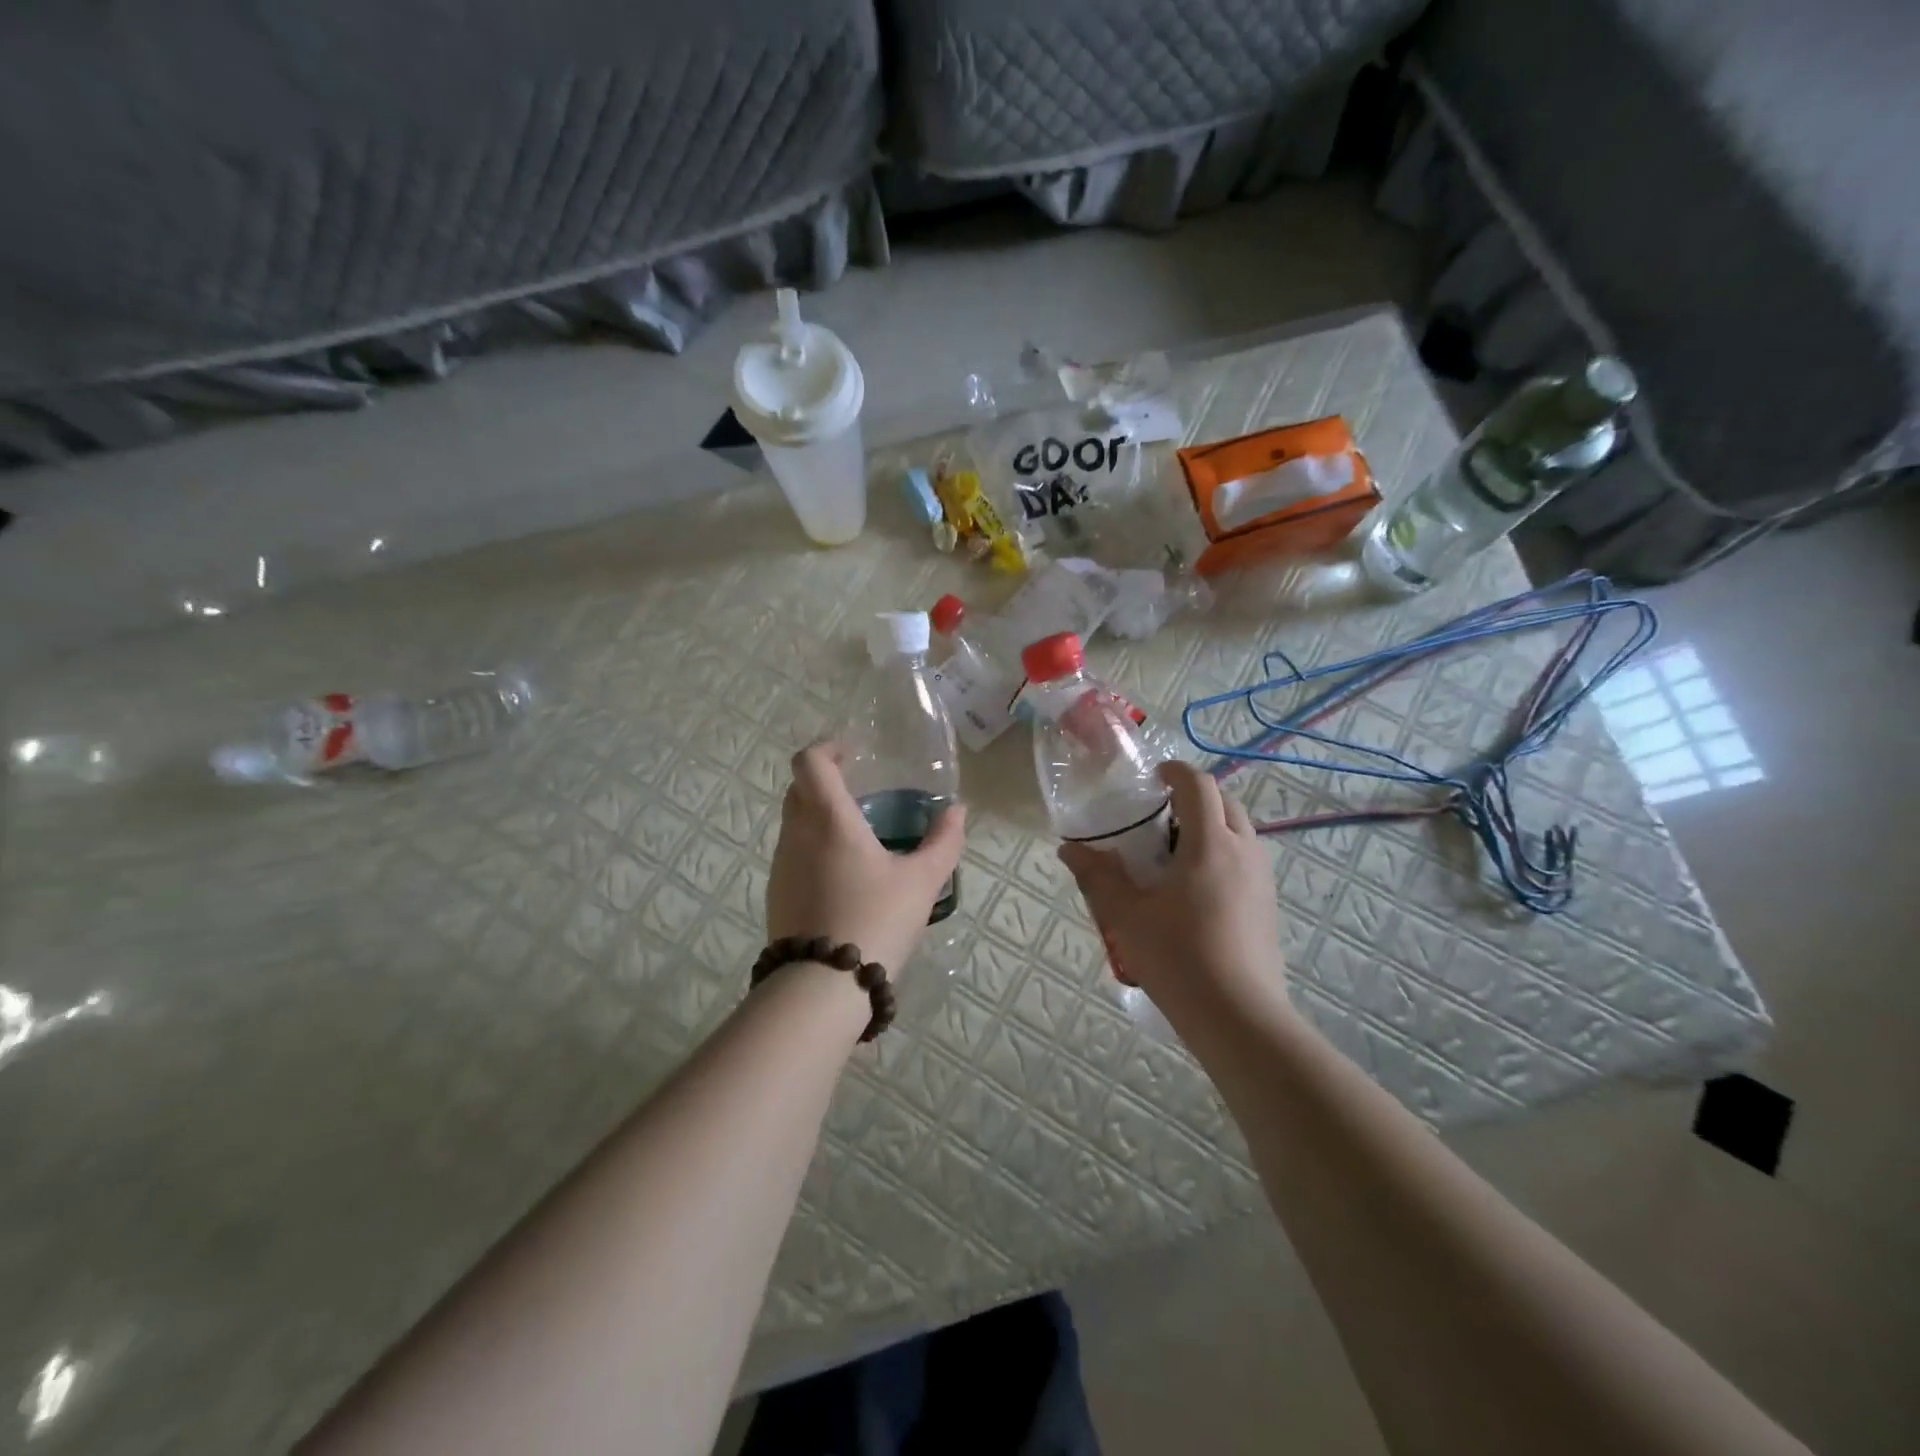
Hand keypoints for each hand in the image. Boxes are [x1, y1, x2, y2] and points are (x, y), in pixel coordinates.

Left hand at [766, 741, 966, 975]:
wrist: (823, 986)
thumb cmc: (876, 919)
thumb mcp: (923, 882)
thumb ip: (944, 842)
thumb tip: (957, 811)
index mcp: (828, 819)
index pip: (809, 761)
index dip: (828, 749)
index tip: (854, 756)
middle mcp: (796, 833)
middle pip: (799, 788)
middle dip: (826, 781)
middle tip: (861, 793)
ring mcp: (781, 865)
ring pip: (794, 822)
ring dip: (819, 816)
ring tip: (857, 838)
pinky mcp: (776, 893)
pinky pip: (792, 853)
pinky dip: (812, 847)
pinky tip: (843, 876)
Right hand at [1058, 761, 1285, 1013]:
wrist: (1239, 1017)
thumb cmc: (1179, 957)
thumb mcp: (1126, 916)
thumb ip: (1097, 876)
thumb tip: (1069, 849)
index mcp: (1210, 843)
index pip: (1199, 785)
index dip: (1175, 772)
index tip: (1153, 777)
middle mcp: (1244, 851)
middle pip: (1226, 802)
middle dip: (1195, 797)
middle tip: (1159, 816)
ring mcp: (1262, 879)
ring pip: (1240, 831)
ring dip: (1210, 826)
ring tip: (1174, 853)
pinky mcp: (1268, 905)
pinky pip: (1246, 860)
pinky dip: (1222, 854)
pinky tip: (1194, 890)